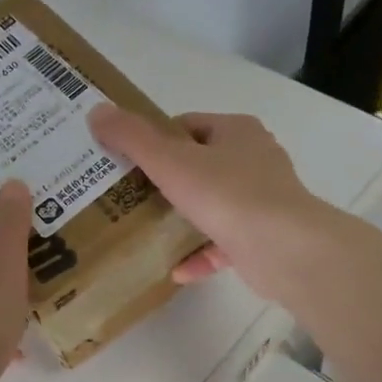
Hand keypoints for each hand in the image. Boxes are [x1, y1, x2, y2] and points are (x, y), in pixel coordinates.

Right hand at [89, 105, 331, 301]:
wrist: (284, 249)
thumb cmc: (227, 195)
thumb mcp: (170, 161)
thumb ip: (132, 138)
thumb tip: (97, 111)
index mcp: (237, 132)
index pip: (188, 126)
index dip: (155, 140)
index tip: (127, 162)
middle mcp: (255, 159)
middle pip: (200, 164)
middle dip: (166, 180)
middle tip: (129, 196)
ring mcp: (263, 200)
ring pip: (213, 204)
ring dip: (183, 218)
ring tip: (148, 231)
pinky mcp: (265, 237)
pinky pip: (224, 243)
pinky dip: (200, 254)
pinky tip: (175, 269)